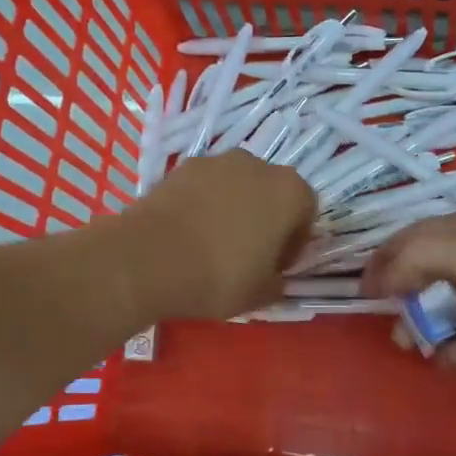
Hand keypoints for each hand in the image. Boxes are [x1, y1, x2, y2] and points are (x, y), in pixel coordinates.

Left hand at [124, 152, 316, 320]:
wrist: (149, 258)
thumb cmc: (219, 276)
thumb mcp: (259, 294)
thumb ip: (276, 284)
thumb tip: (274, 280)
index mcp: (290, 192)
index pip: (305, 214)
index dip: (293, 243)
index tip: (274, 267)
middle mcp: (258, 166)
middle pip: (271, 193)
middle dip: (264, 219)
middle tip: (246, 254)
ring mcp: (217, 161)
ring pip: (236, 186)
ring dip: (232, 208)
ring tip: (212, 243)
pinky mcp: (181, 166)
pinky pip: (204, 187)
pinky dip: (202, 204)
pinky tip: (187, 234)